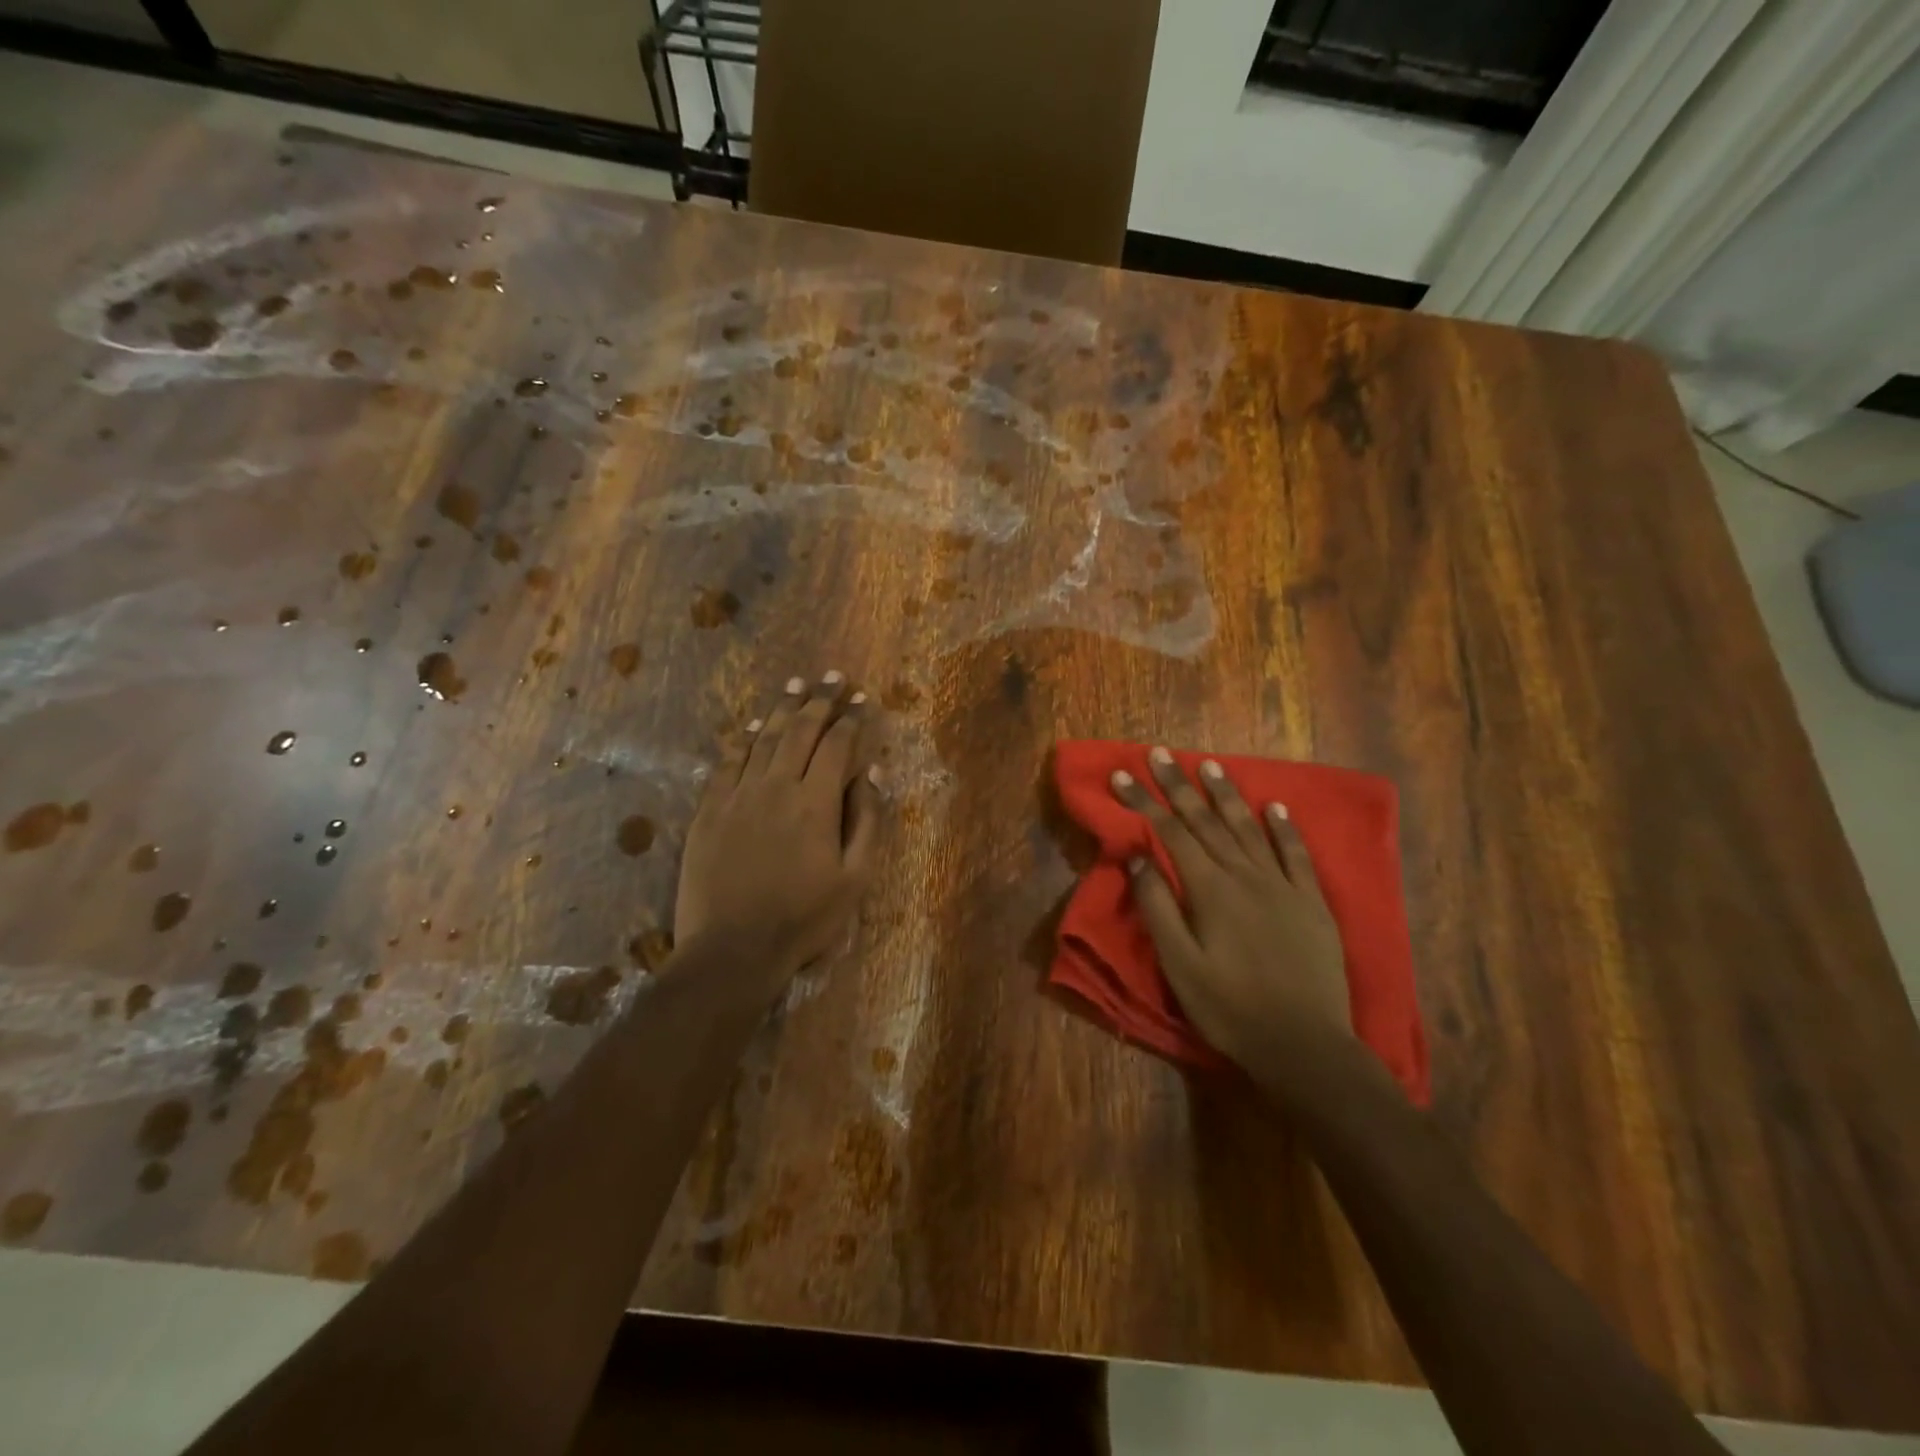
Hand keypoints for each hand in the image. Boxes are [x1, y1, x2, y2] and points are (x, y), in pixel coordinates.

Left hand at [674, 674, 880, 975]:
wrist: (732, 950)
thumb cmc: (804, 920)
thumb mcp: (855, 879)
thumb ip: (868, 821)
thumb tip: (873, 772)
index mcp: (815, 802)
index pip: (837, 745)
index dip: (852, 719)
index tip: (862, 698)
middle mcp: (776, 786)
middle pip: (800, 731)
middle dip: (820, 701)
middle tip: (833, 677)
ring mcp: (737, 796)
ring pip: (764, 739)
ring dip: (784, 709)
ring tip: (796, 685)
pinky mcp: (709, 811)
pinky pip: (728, 763)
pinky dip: (745, 740)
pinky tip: (755, 728)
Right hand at [1111, 748, 1359, 1091]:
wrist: (1304, 1045)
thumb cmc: (1229, 1008)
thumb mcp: (1179, 965)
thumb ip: (1158, 907)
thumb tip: (1137, 858)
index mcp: (1210, 890)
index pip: (1170, 832)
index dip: (1144, 801)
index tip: (1122, 774)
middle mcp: (1245, 876)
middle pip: (1206, 821)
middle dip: (1178, 785)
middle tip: (1159, 753)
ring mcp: (1282, 886)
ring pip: (1248, 828)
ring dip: (1226, 795)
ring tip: (1209, 764)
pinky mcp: (1311, 902)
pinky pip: (1296, 855)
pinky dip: (1284, 828)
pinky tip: (1275, 807)